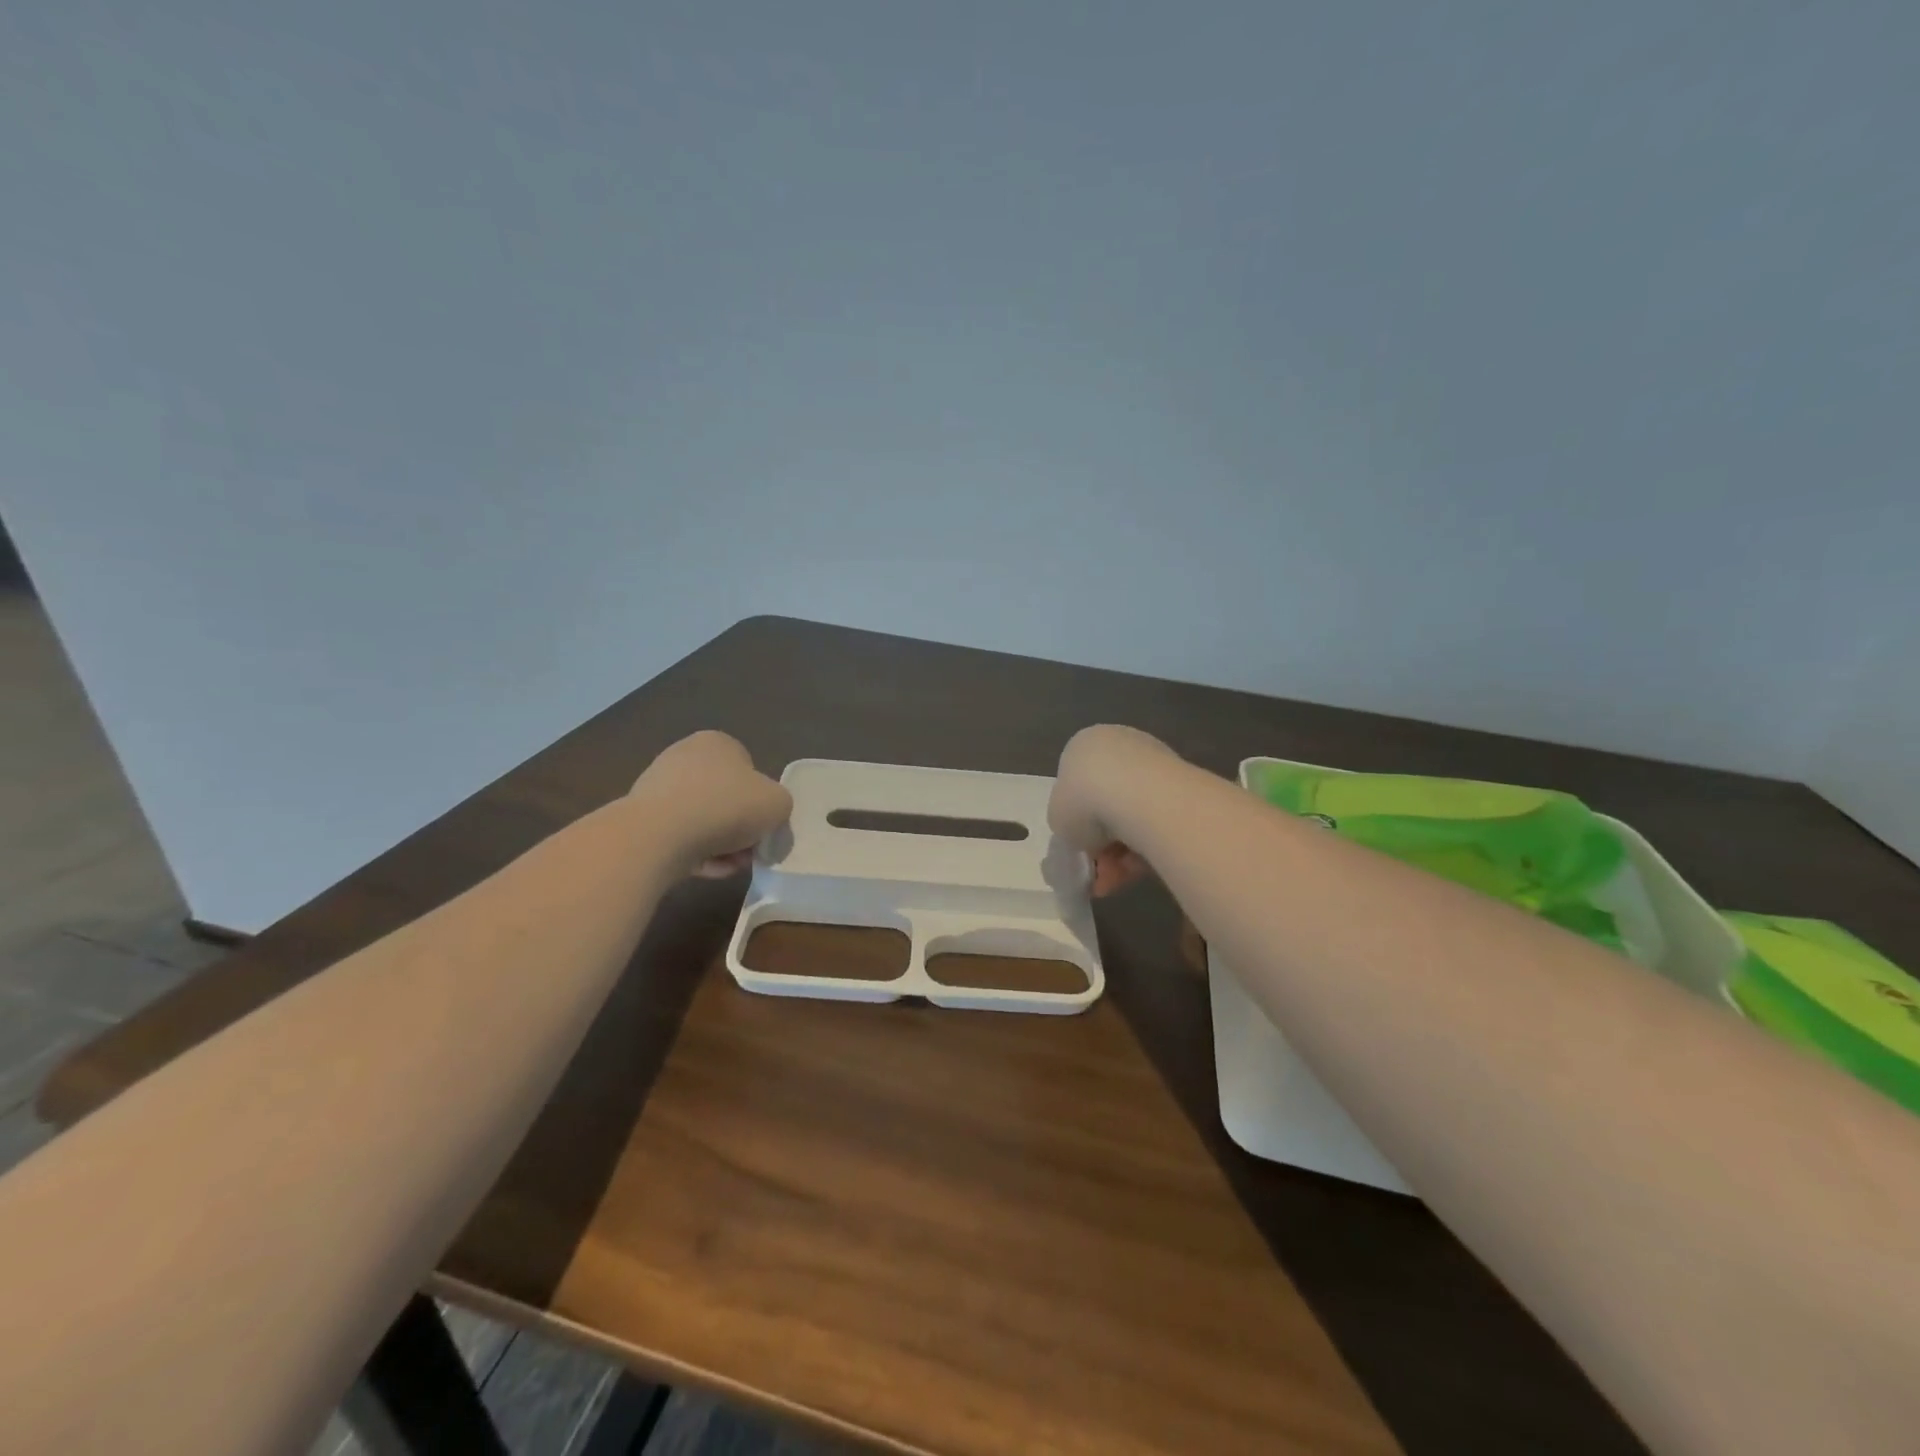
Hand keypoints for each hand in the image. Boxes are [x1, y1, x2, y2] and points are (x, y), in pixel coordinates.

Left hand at [628, 731, 792, 876]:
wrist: (659, 835)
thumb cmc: (726, 807)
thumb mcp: (778, 803)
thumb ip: (779, 805)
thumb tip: (767, 816)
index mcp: (718, 743)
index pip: (749, 769)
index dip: (761, 800)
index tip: (764, 826)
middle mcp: (685, 756)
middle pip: (725, 797)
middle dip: (740, 827)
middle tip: (750, 851)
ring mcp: (659, 786)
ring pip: (703, 819)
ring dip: (721, 844)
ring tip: (730, 865)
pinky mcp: (642, 817)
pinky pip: (679, 836)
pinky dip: (696, 853)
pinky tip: (707, 869)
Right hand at [1049, 725, 1172, 896]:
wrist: (1140, 796)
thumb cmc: (1085, 800)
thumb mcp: (1058, 818)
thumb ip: (1068, 823)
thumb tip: (1087, 833)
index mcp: (1084, 746)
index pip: (1077, 786)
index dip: (1076, 823)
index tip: (1080, 850)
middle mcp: (1120, 747)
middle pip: (1107, 804)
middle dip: (1103, 843)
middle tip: (1099, 872)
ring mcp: (1154, 764)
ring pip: (1133, 817)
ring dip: (1123, 853)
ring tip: (1117, 881)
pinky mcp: (1183, 785)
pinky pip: (1158, 822)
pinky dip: (1148, 848)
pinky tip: (1138, 873)